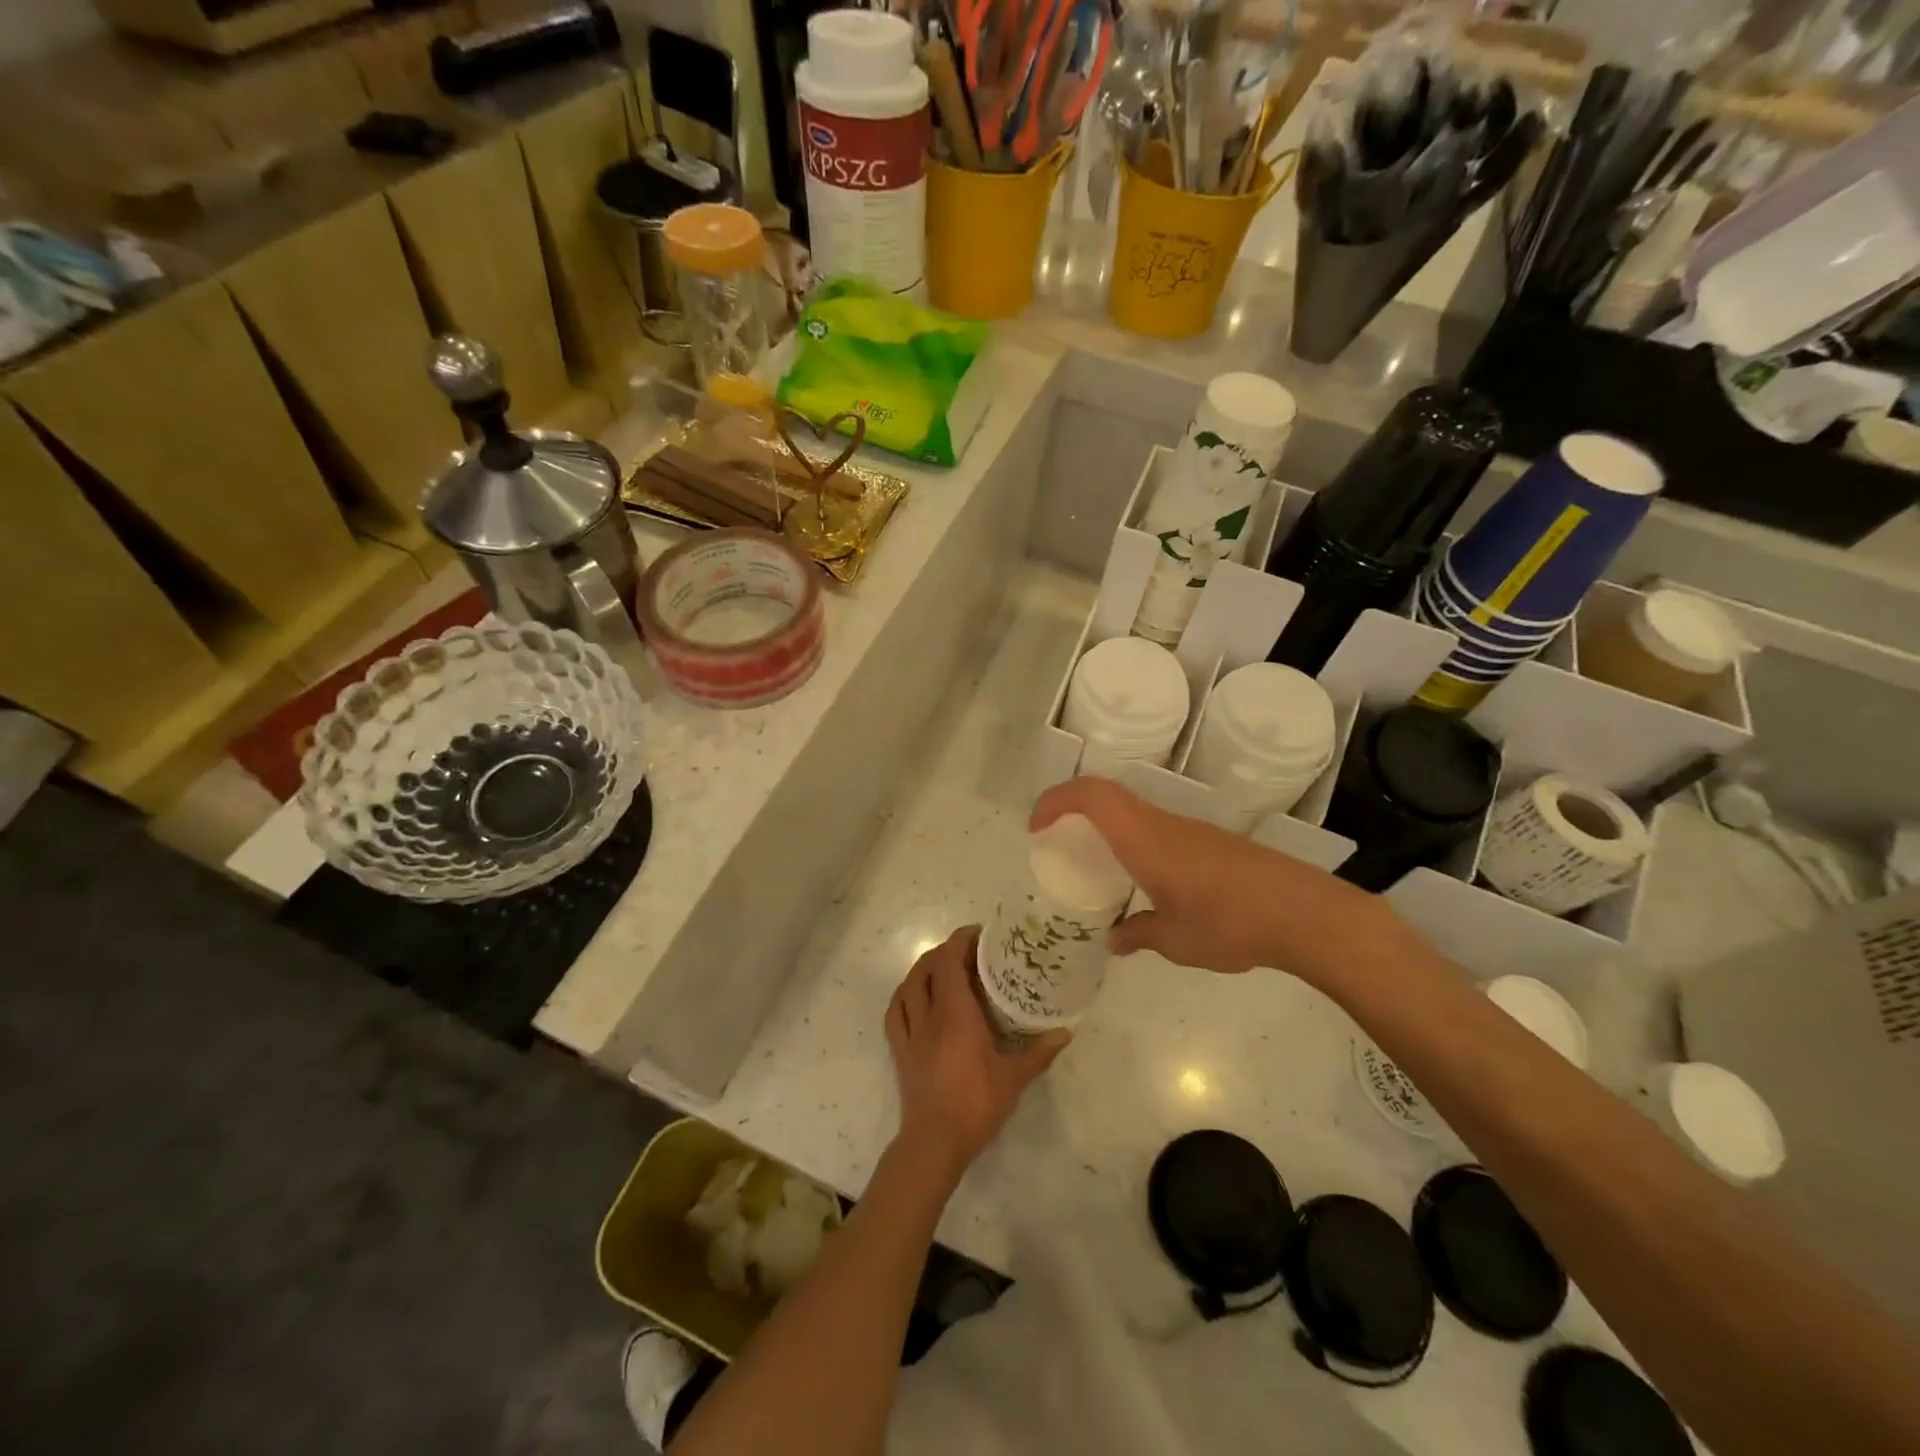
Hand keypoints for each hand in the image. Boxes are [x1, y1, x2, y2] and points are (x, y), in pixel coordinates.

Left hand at [884, 927, 1068, 1176]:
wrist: (934, 1142)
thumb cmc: (976, 1104)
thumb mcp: (1014, 1078)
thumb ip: (1039, 1052)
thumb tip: (1066, 1031)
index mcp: (955, 1012)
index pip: (949, 960)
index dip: (961, 940)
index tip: (980, 934)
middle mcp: (929, 1014)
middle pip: (928, 967)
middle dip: (946, 951)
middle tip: (969, 952)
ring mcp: (910, 1032)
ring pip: (908, 985)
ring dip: (923, 969)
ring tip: (942, 969)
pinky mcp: (899, 1051)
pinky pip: (895, 1012)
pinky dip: (904, 996)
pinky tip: (915, 998)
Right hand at [1030, 776, 1417, 985]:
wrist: (1304, 914)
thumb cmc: (1230, 923)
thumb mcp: (1176, 940)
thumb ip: (1139, 935)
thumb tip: (1114, 940)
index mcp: (1145, 839)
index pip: (1092, 796)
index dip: (1056, 800)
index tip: (1036, 828)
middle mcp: (1163, 824)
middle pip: (1108, 795)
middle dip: (1073, 809)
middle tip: (1056, 843)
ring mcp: (1189, 830)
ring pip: (1133, 810)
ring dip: (1104, 824)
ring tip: (1092, 864)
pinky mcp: (1210, 842)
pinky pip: (1155, 828)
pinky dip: (1132, 839)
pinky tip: (1141, 880)